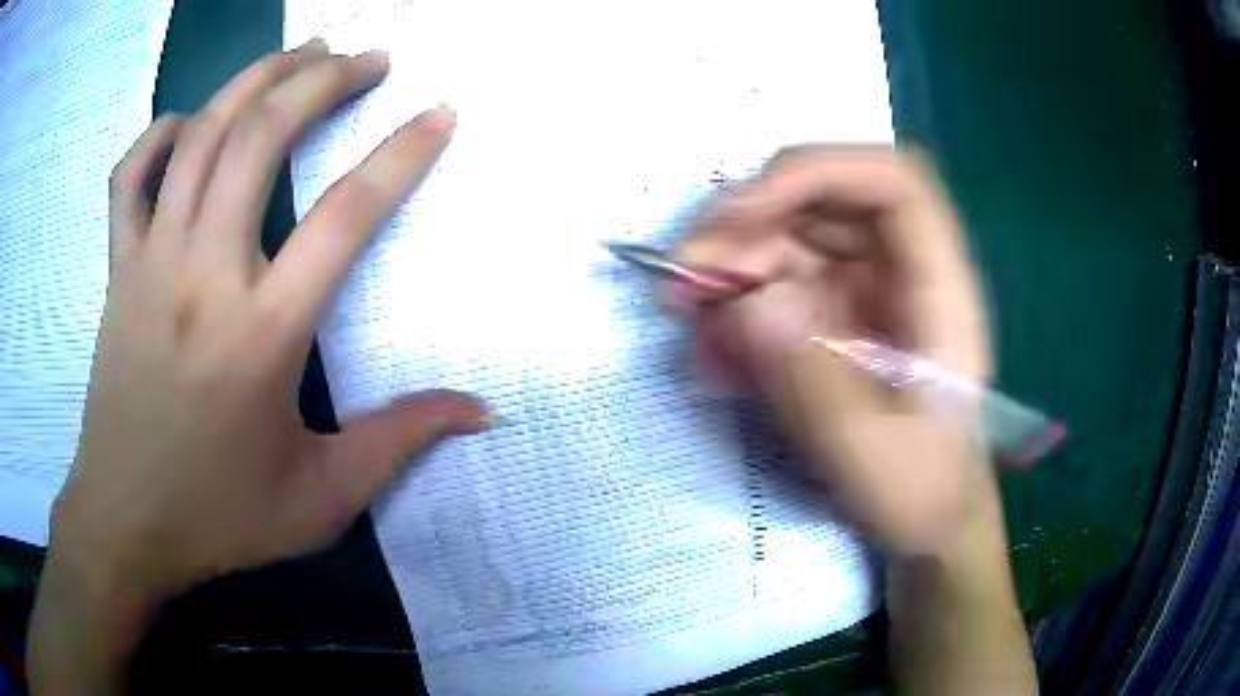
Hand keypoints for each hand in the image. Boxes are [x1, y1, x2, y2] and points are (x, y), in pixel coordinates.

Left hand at [36, 40, 489, 641]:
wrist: (126, 525)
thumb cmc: (220, 518)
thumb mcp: (322, 499)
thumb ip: (401, 442)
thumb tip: (480, 412)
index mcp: (262, 334)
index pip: (347, 216)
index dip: (403, 153)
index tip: (440, 111)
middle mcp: (203, 275)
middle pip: (264, 138)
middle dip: (323, 79)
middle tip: (366, 57)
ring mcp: (150, 264)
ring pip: (200, 135)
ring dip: (255, 80)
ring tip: (299, 54)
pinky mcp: (116, 272)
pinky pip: (130, 177)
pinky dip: (159, 134)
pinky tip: (186, 122)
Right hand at [678, 147, 995, 558]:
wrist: (926, 519)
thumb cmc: (919, 490)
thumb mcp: (867, 453)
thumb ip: (811, 378)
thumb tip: (746, 301)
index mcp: (937, 288)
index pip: (891, 182)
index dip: (815, 173)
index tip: (740, 215)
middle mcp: (901, 271)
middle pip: (826, 200)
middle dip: (750, 221)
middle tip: (686, 272)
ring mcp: (865, 289)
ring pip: (792, 236)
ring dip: (731, 261)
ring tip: (684, 308)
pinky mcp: (834, 315)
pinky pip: (777, 283)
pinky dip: (735, 300)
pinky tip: (711, 341)